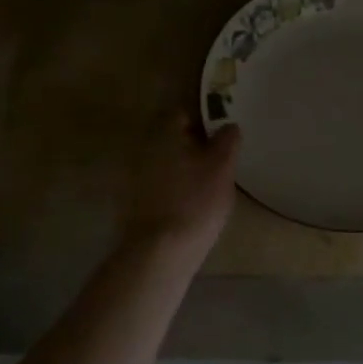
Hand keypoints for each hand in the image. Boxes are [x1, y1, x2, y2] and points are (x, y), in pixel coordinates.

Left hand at [121, 113, 241, 258]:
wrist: (161, 250)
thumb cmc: (196, 200)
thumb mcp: (222, 166)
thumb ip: (228, 140)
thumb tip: (229, 125)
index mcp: (165, 133)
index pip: (183, 113)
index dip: (203, 121)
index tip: (221, 135)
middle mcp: (145, 148)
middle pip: (172, 139)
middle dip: (193, 146)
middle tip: (217, 161)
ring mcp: (135, 176)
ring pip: (166, 163)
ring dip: (183, 168)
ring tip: (206, 185)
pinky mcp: (133, 202)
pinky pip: (159, 186)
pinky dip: (173, 189)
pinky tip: (189, 205)